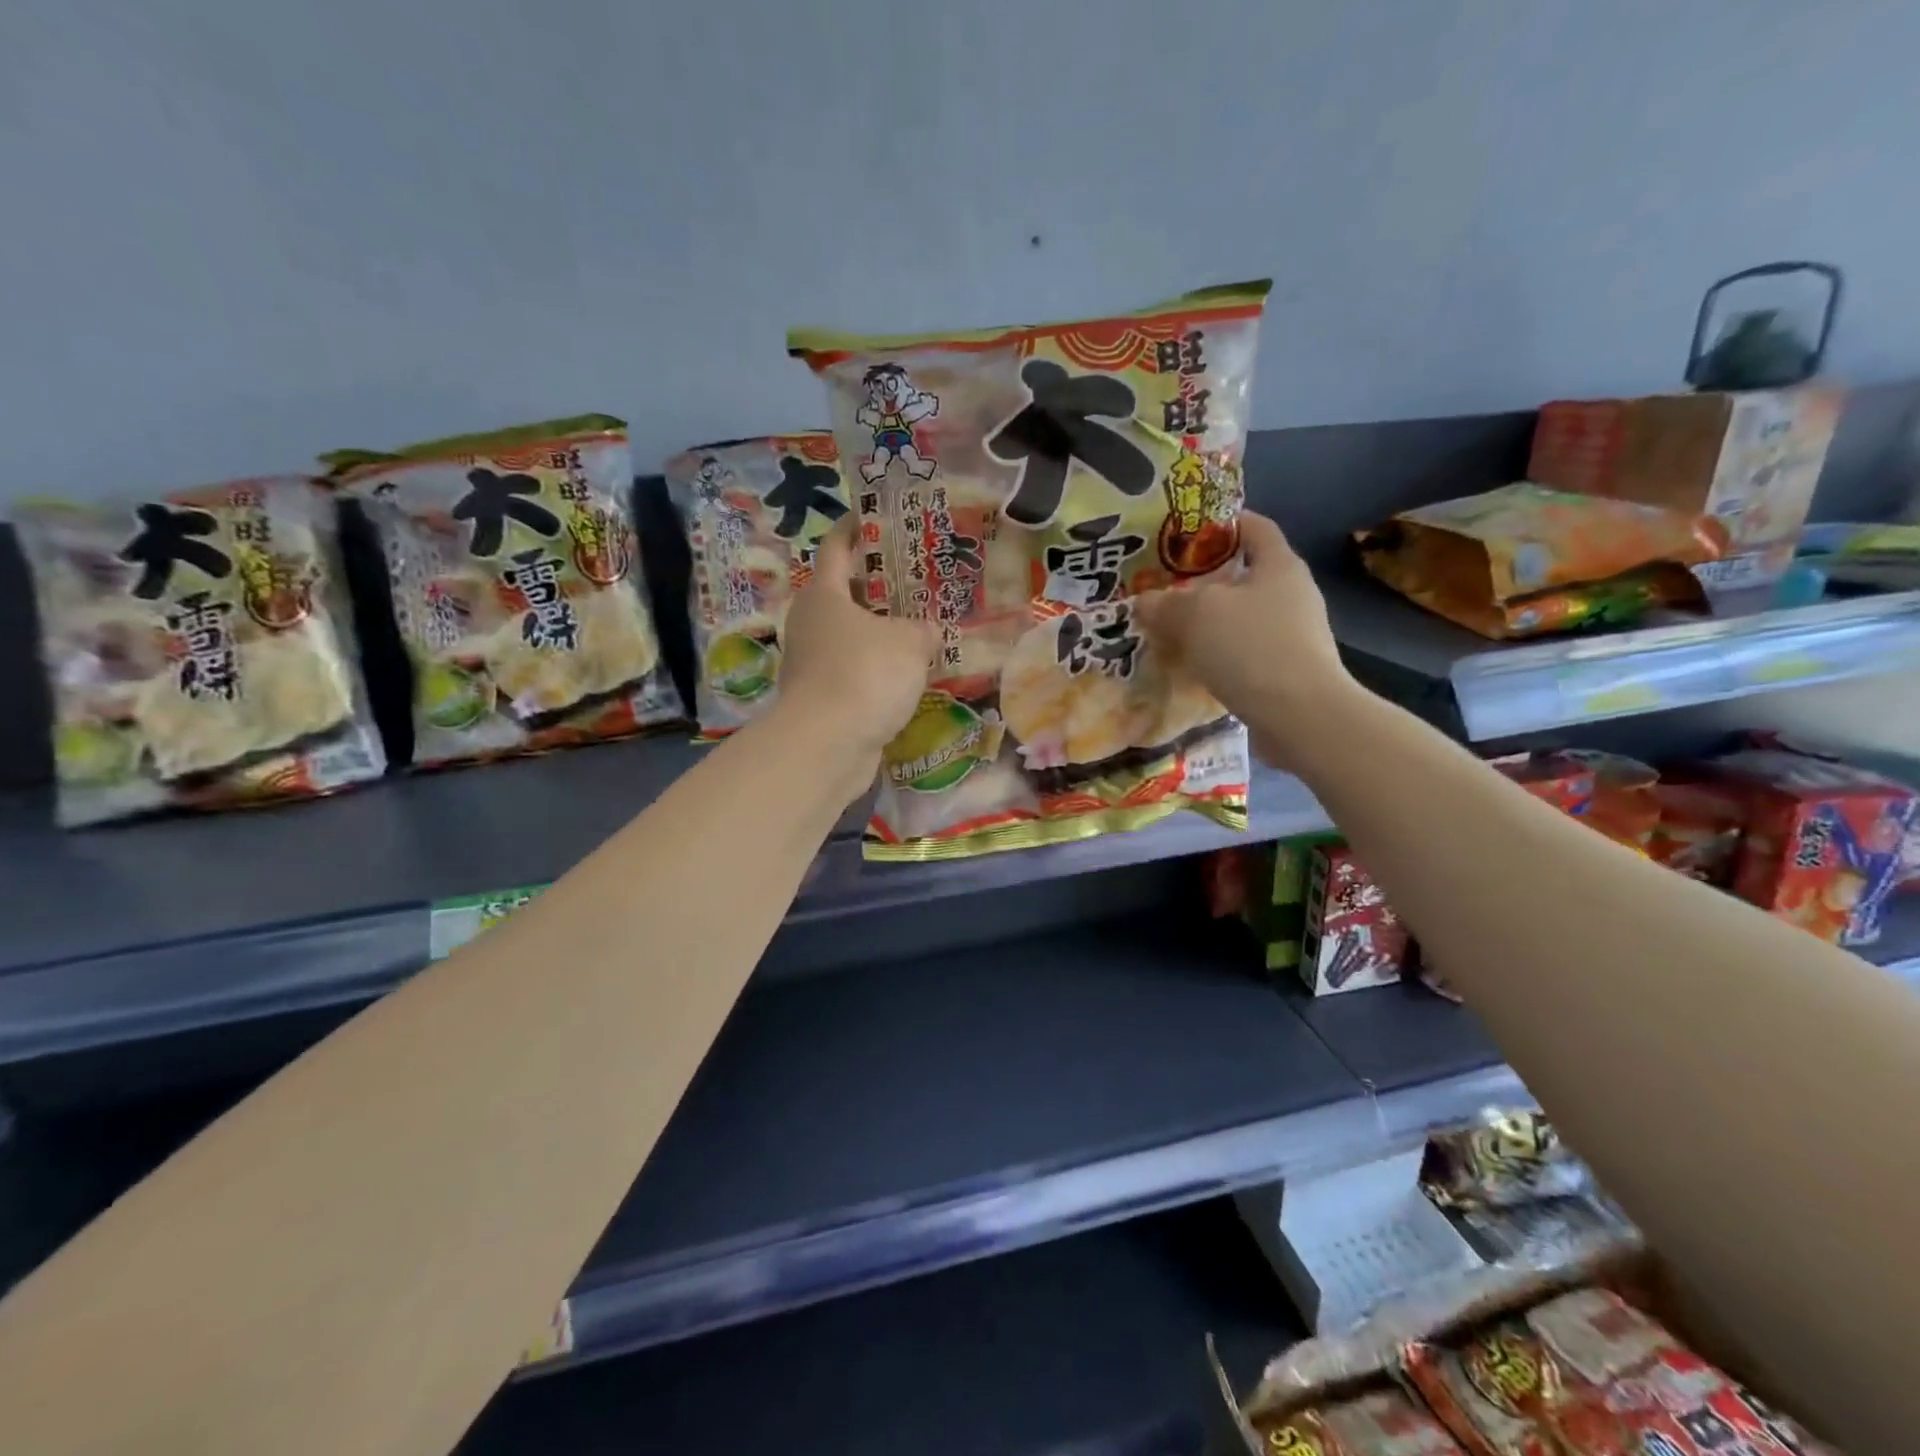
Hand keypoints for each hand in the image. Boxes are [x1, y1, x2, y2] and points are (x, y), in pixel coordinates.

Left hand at [776, 516, 938, 763]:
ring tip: (920, 628)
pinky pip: (854, 670)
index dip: (856, 528)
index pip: (837, 547)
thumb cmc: (865, 674)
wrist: (827, 744)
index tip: (875, 515)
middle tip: (918, 580)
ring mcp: (812, 663)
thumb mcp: (909, 643)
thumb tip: (926, 631)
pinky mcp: (822, 698)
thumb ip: (922, 629)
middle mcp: (811, 623)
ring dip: (881, 632)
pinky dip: (876, 668)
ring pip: (852, 635)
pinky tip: (907, 674)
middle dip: (880, 586)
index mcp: (824, 594)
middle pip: (846, 593)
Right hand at [1134, 512, 1360, 768]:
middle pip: (1245, 576)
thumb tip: (1143, 602)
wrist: (1300, 716)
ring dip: (1210, 624)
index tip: (1188, 531)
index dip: (1223, 523)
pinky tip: (1192, 668)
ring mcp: (1294, 636)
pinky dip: (1219, 656)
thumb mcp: (1196, 615)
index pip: (1255, 527)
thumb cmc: (1251, 647)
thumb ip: (1165, 604)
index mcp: (1279, 565)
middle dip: (1205, 581)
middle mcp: (1293, 595)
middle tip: (1165, 587)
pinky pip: (1245, 654)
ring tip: (1171, 631)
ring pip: (1242, 618)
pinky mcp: (1288, 672)